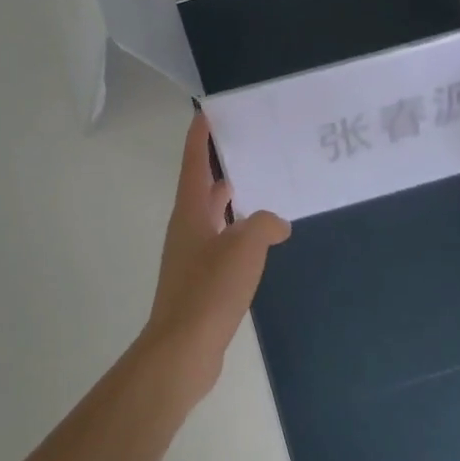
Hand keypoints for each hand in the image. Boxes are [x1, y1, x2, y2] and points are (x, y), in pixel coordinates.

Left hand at [139, 112, 290, 403]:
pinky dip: (240, 238)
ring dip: (234, 206)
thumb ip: (264, 225)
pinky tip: (262, 246)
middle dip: (223, 169)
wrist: (183, 349)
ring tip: (266, 194)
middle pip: (203, 190)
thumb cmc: (209, 290)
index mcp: (190, 213)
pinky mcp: (201, 284)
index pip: (194, 164)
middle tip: (252, 151)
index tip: (207, 112)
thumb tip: (276, 224)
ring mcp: (192, 259)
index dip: (200, 137)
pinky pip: (223, 248)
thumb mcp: (244, 247)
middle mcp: (187, 230)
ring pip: (215, 221)